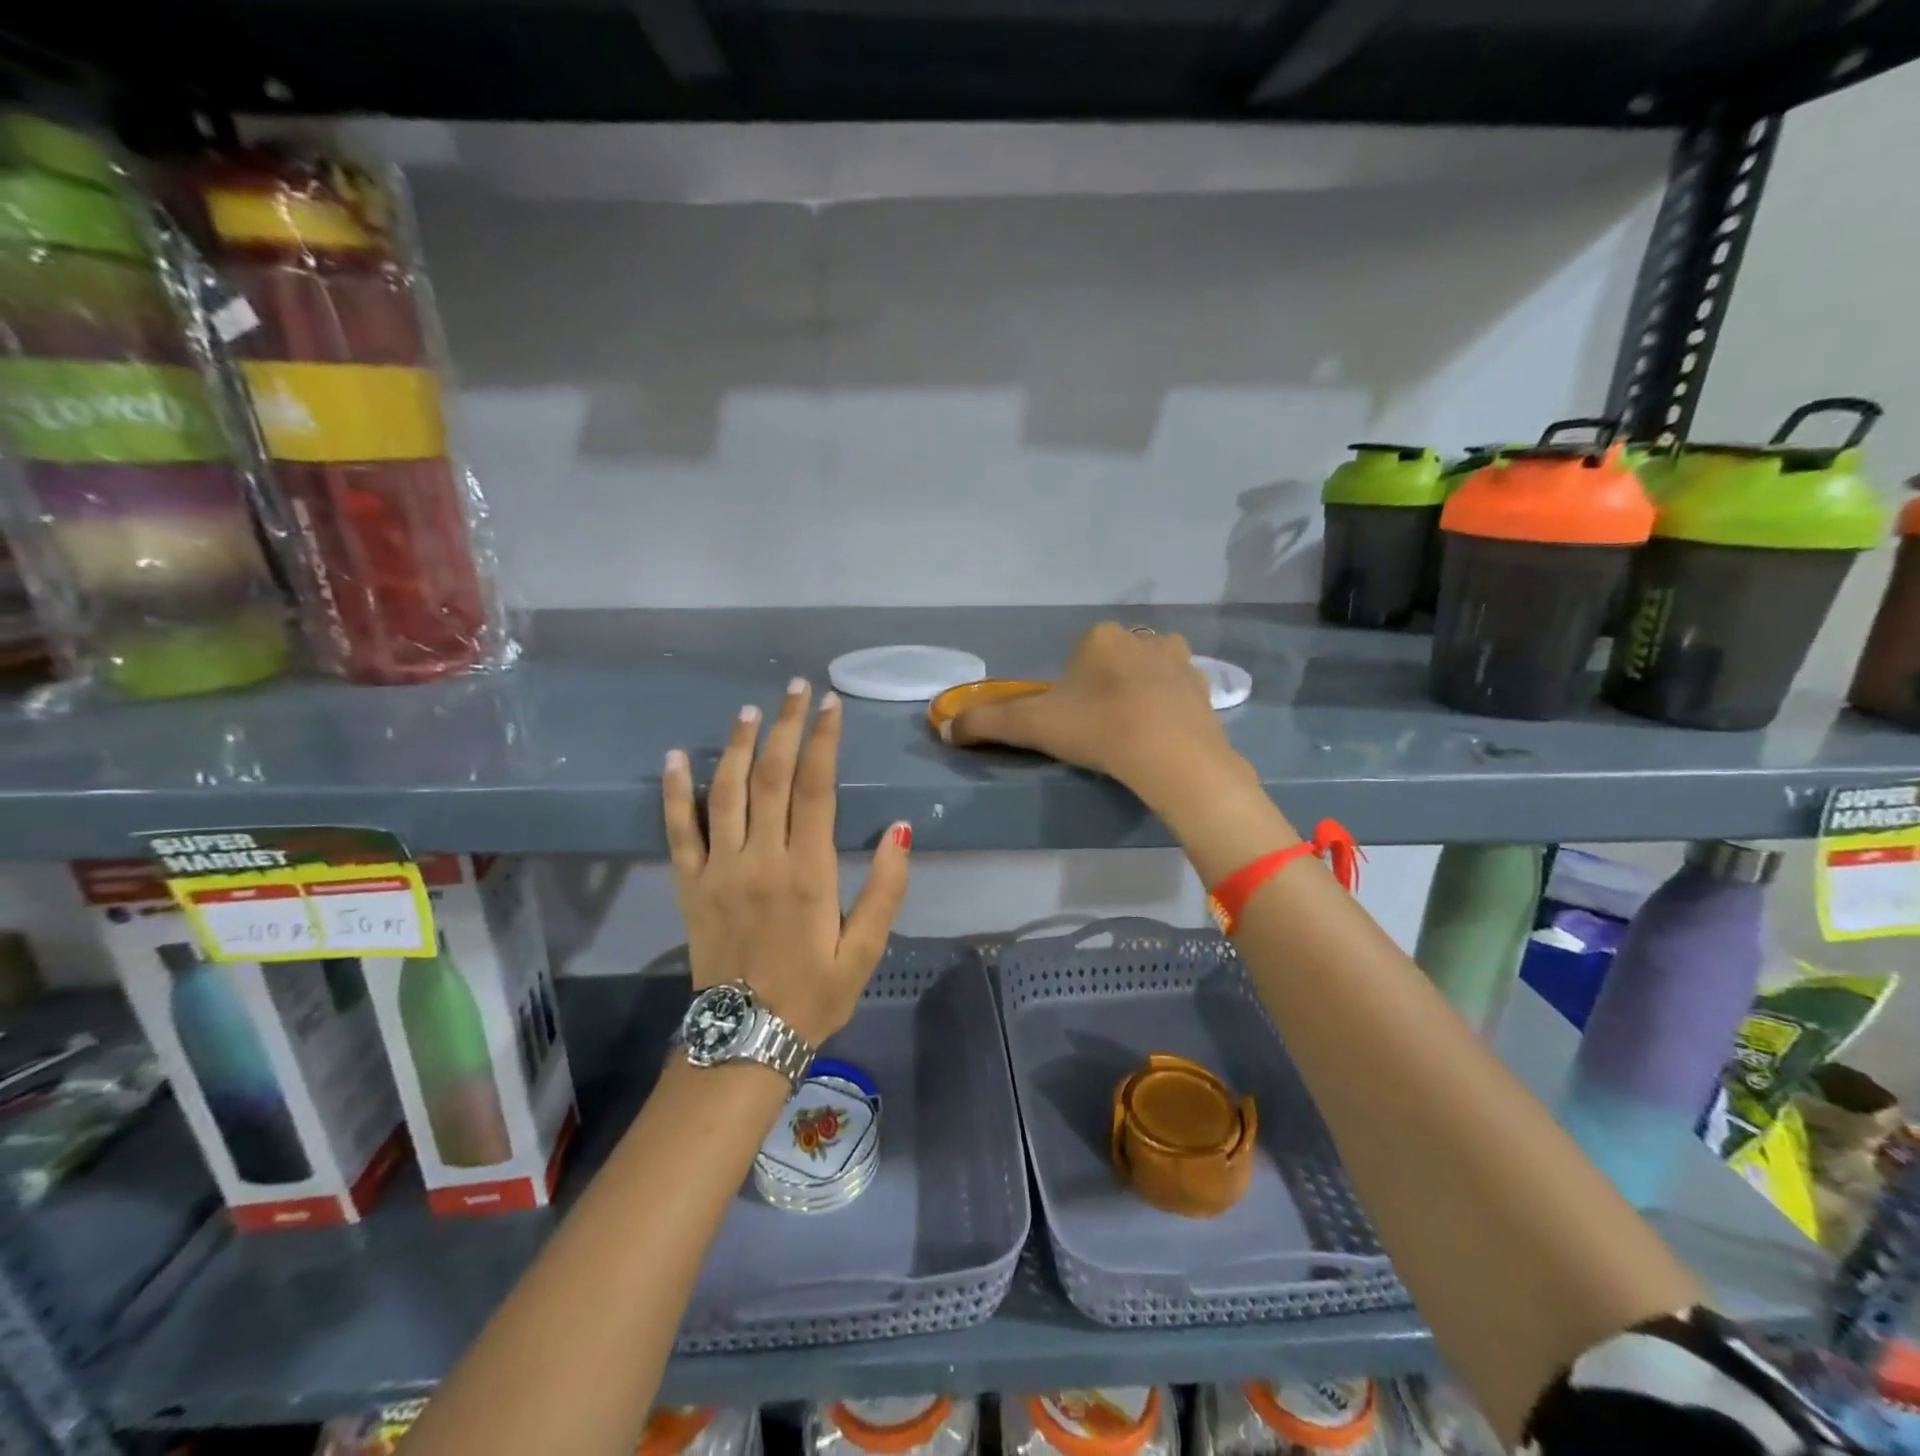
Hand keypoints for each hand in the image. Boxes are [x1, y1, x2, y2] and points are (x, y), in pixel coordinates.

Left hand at [663, 680, 910, 1047]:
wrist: (744, 1040)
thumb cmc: (814, 994)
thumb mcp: (866, 950)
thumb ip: (886, 889)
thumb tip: (901, 830)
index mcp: (807, 872)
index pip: (816, 788)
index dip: (823, 741)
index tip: (831, 705)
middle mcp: (760, 859)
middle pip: (772, 777)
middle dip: (786, 728)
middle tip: (796, 689)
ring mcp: (719, 869)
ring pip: (726, 792)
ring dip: (739, 746)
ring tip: (751, 710)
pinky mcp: (690, 884)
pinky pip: (678, 830)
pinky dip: (675, 791)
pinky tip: (677, 757)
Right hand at [947, 623, 1249, 813]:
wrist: (1173, 757)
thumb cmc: (1098, 730)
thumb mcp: (1032, 726)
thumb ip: (986, 723)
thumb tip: (944, 728)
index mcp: (1101, 637)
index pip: (1077, 658)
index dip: (1070, 692)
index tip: (1072, 724)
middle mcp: (1143, 638)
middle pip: (1112, 664)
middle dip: (1104, 690)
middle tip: (1100, 732)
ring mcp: (1181, 662)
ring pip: (1147, 675)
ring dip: (1138, 696)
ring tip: (1131, 736)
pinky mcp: (1206, 690)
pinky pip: (1178, 696)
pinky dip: (1168, 711)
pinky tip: (1160, 739)